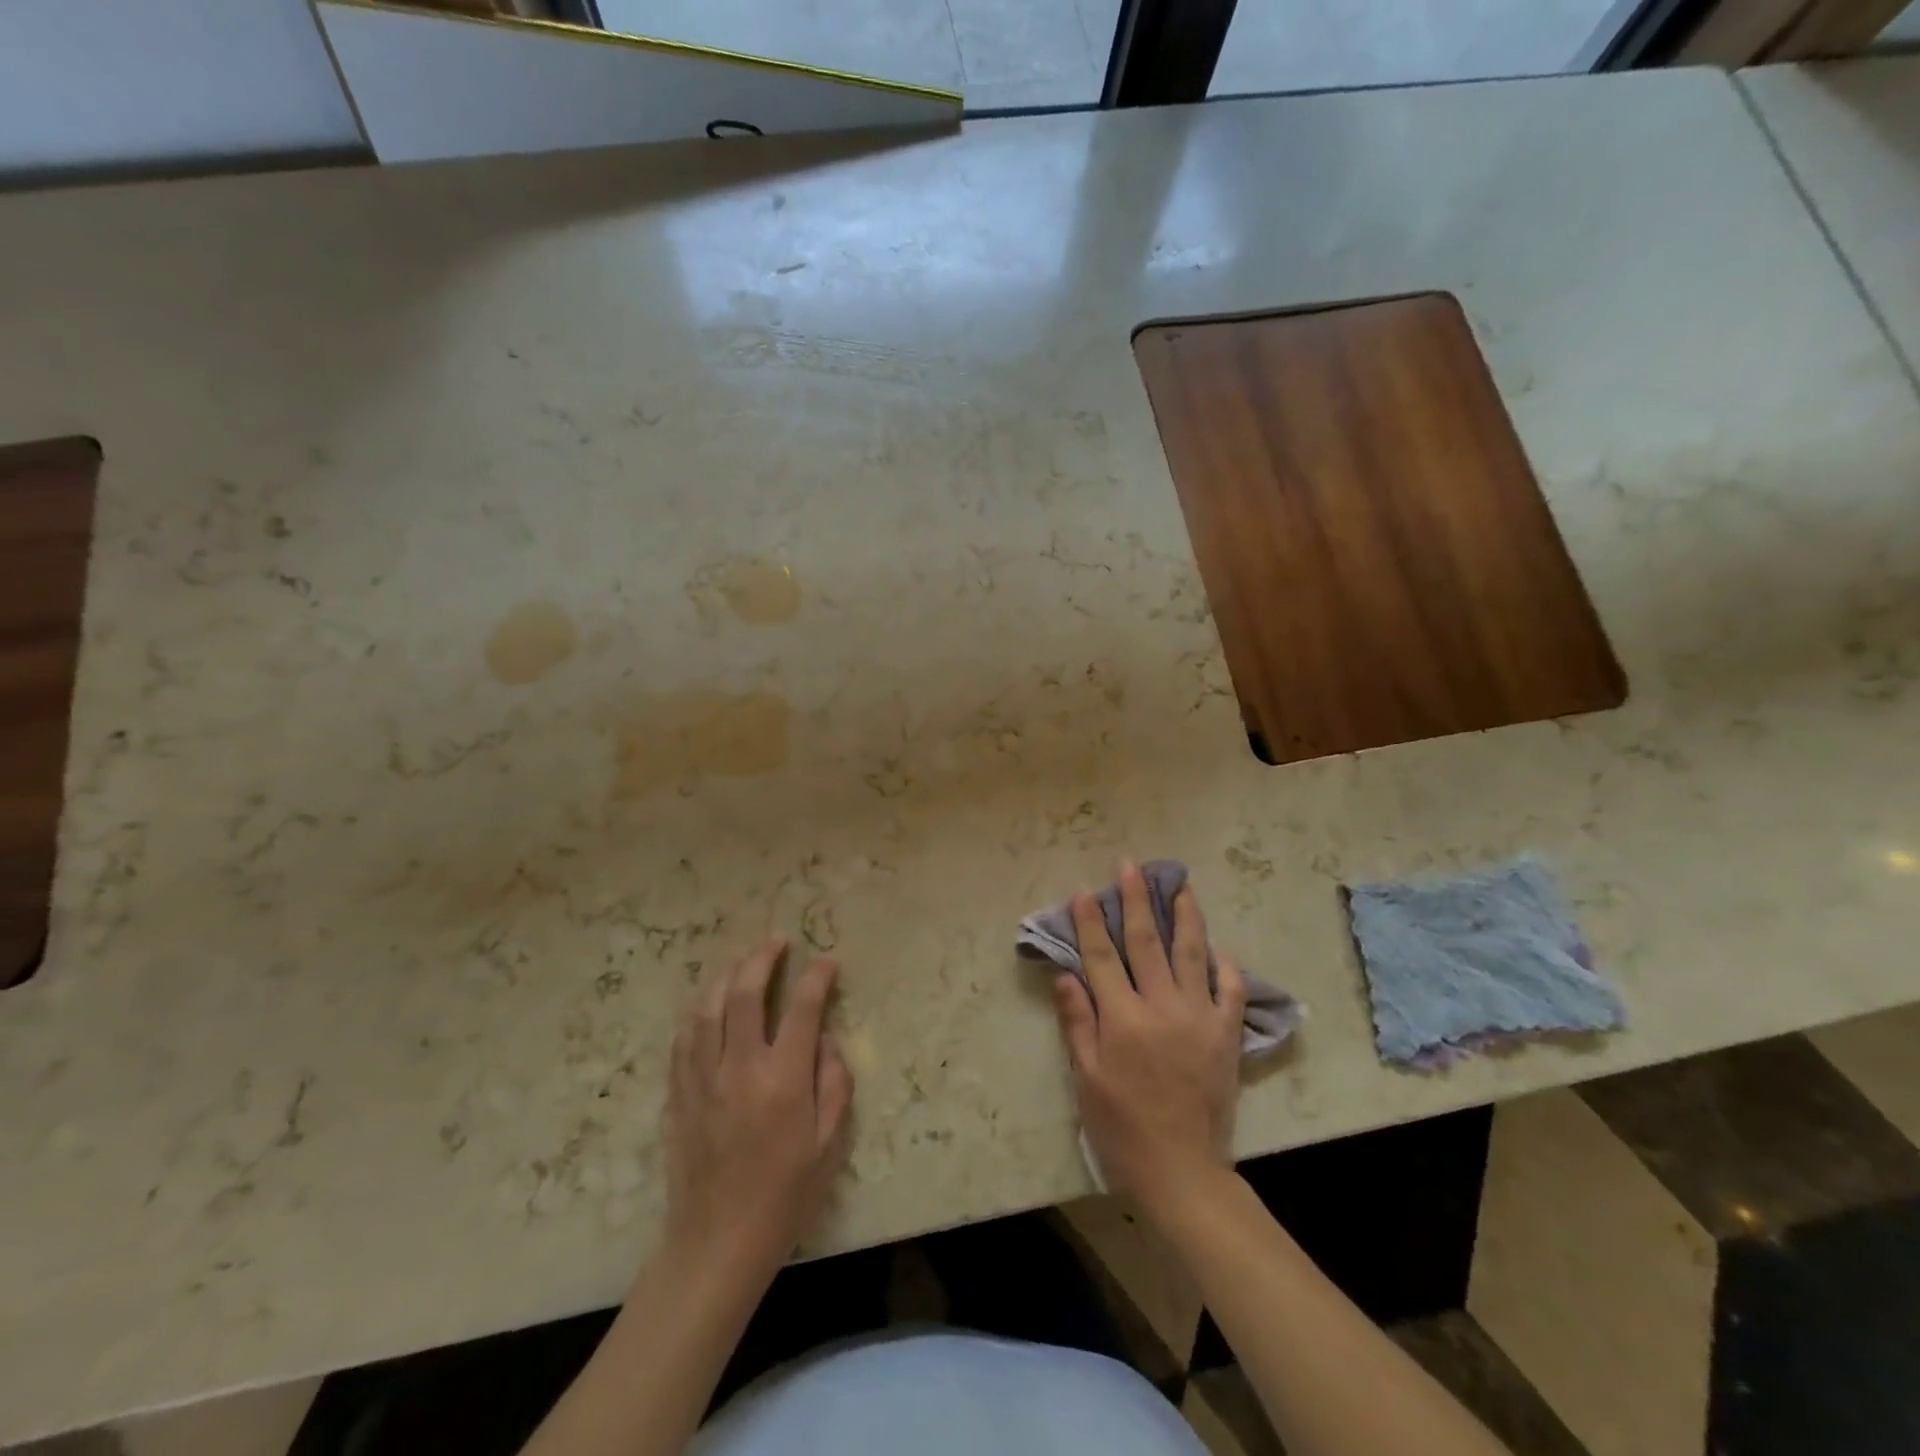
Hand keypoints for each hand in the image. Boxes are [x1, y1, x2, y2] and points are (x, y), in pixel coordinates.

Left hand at [665, 940, 852, 1275]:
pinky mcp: (680, 1093)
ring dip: (728, 975)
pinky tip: (710, 1005)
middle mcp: (740, 1068)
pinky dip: (700, 1012)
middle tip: (778, 943)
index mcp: (783, 1080)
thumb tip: (823, 1039)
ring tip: (744, 962)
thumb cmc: (784, 1197)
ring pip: (709, 1007)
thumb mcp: (828, 1144)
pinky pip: (685, 1038)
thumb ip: (834, 1083)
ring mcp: (703, 1078)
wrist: (716, 1244)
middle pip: (746, 993)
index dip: (817, 977)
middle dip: (763, 959)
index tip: (827, 962)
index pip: (802, 1008)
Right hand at [1052, 862, 1246, 1218]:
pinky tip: (1216, 945)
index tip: (1084, 891)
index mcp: (1123, 1019)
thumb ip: (1077, 1021)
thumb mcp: (1086, 1078)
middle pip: (1146, 943)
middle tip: (1131, 867)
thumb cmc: (1122, 1125)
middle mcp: (1162, 1007)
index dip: (1090, 922)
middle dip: (1135, 901)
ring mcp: (1200, 1017)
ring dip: (1184, 915)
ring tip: (1179, 885)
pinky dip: (1224, 964)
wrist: (1183, 1169)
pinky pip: (1231, 989)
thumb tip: (1067, 973)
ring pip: (1192, 953)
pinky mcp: (1226, 1034)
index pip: (1102, 957)